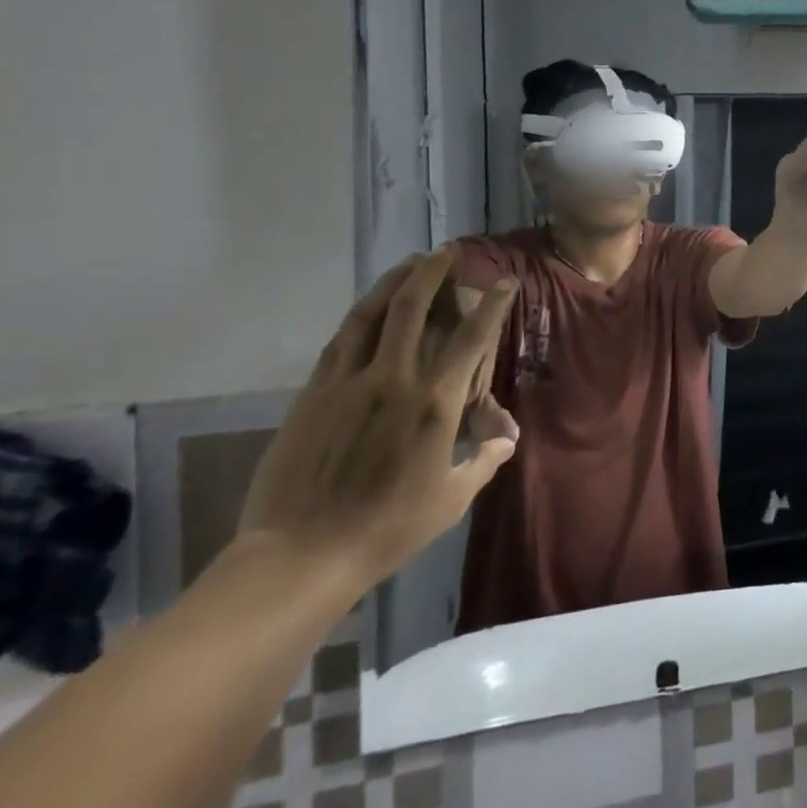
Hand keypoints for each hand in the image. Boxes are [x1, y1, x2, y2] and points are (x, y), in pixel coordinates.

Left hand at [237, 246, 520, 590]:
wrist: (300, 555)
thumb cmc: (387, 529)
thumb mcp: (450, 500)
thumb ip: (483, 461)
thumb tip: (506, 438)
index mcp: (434, 404)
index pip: (471, 338)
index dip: (491, 305)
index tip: (504, 282)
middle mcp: (394, 379)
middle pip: (413, 308)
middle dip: (434, 272)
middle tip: (447, 251)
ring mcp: (348, 383)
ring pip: (371, 314)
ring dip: (394, 282)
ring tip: (410, 262)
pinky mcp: (314, 394)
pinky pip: (341, 340)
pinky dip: (360, 314)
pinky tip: (369, 306)